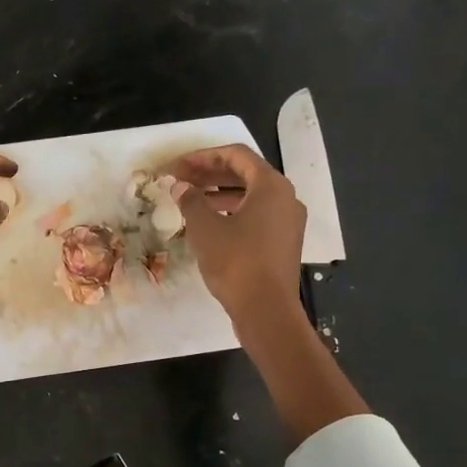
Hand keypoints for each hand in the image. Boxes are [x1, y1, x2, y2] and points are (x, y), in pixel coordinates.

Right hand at [168, 143, 366, 441]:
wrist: (266, 310)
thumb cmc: (236, 262)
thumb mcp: (205, 229)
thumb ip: (190, 200)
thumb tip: (178, 186)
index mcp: (271, 185)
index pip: (236, 155)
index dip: (203, 156)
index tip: (177, 166)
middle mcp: (285, 197)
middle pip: (245, 173)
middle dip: (209, 174)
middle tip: (180, 180)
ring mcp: (288, 221)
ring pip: (250, 196)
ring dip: (219, 193)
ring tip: (189, 200)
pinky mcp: (283, 242)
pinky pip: (256, 215)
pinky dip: (232, 211)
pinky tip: (209, 223)